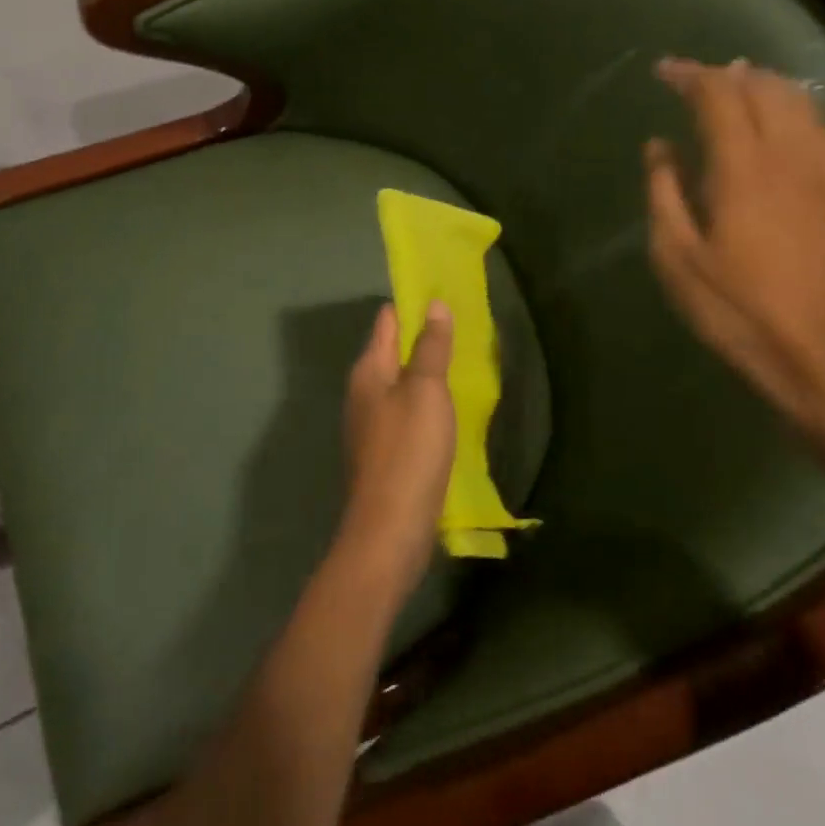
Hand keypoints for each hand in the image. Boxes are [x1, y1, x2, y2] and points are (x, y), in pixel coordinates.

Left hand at [337, 301, 455, 597]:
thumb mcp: (426, 392)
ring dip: (424, 372)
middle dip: (421, 338)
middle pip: (391, 351)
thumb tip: (433, 304)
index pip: (387, 321)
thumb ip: (430, 347)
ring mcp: (370, 425)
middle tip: (462, 327)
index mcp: (368, 371)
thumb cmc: (408, 452)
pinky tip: (446, 410)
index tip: (443, 293)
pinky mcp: (382, 453)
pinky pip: (404, 413)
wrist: (388, 531)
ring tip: (460, 363)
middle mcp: (362, 392)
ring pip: (399, 384)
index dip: (412, 304)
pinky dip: (424, 403)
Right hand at [645, 57, 824, 424]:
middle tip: (695, 79)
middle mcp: (788, 157)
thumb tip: (660, 146)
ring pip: (801, 104)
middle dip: (727, 74)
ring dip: (766, 86)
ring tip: (738, 88)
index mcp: (742, 168)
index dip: (690, 75)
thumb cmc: (736, 308)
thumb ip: (665, 192)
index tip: (663, 70)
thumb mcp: (676, 256)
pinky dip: (802, 115)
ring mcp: (824, 175)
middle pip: (764, 89)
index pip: (718, 96)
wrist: (820, 355)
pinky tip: (790, 129)